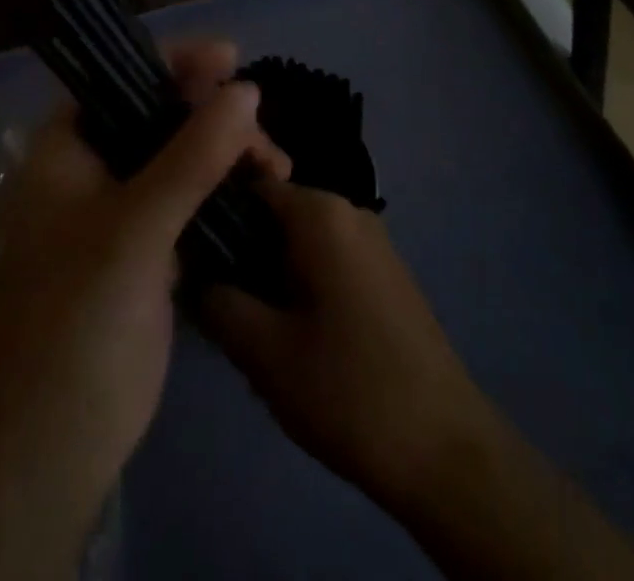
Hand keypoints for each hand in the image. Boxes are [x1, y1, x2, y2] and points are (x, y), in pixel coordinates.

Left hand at [0, 39, 288, 580]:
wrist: (55, 440)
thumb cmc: (77, 316)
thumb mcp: (134, 226)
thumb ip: (193, 155)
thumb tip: (248, 90)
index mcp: (68, 148)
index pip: (121, 78)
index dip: (175, 61)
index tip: (230, 57)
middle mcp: (95, 169)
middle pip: (160, 114)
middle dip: (214, 112)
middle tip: (262, 132)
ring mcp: (124, 210)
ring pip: (184, 155)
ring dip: (229, 150)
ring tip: (275, 166)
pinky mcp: (151, 247)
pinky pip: (194, 197)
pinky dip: (227, 187)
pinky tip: (263, 189)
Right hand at [203, 182, 633, 580]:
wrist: (444, 447)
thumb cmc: (348, 389)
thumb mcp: (264, 351)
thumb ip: (218, 301)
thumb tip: (193, 273)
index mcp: (320, 213)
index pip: (249, 185)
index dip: (213, 215)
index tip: (189, 256)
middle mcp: (349, 210)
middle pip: (275, 213)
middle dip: (242, 252)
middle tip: (220, 305)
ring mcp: (373, 240)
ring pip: (300, 241)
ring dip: (270, 273)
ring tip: (252, 328)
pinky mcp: (385, 272)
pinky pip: (327, 259)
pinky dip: (301, 284)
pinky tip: (292, 336)